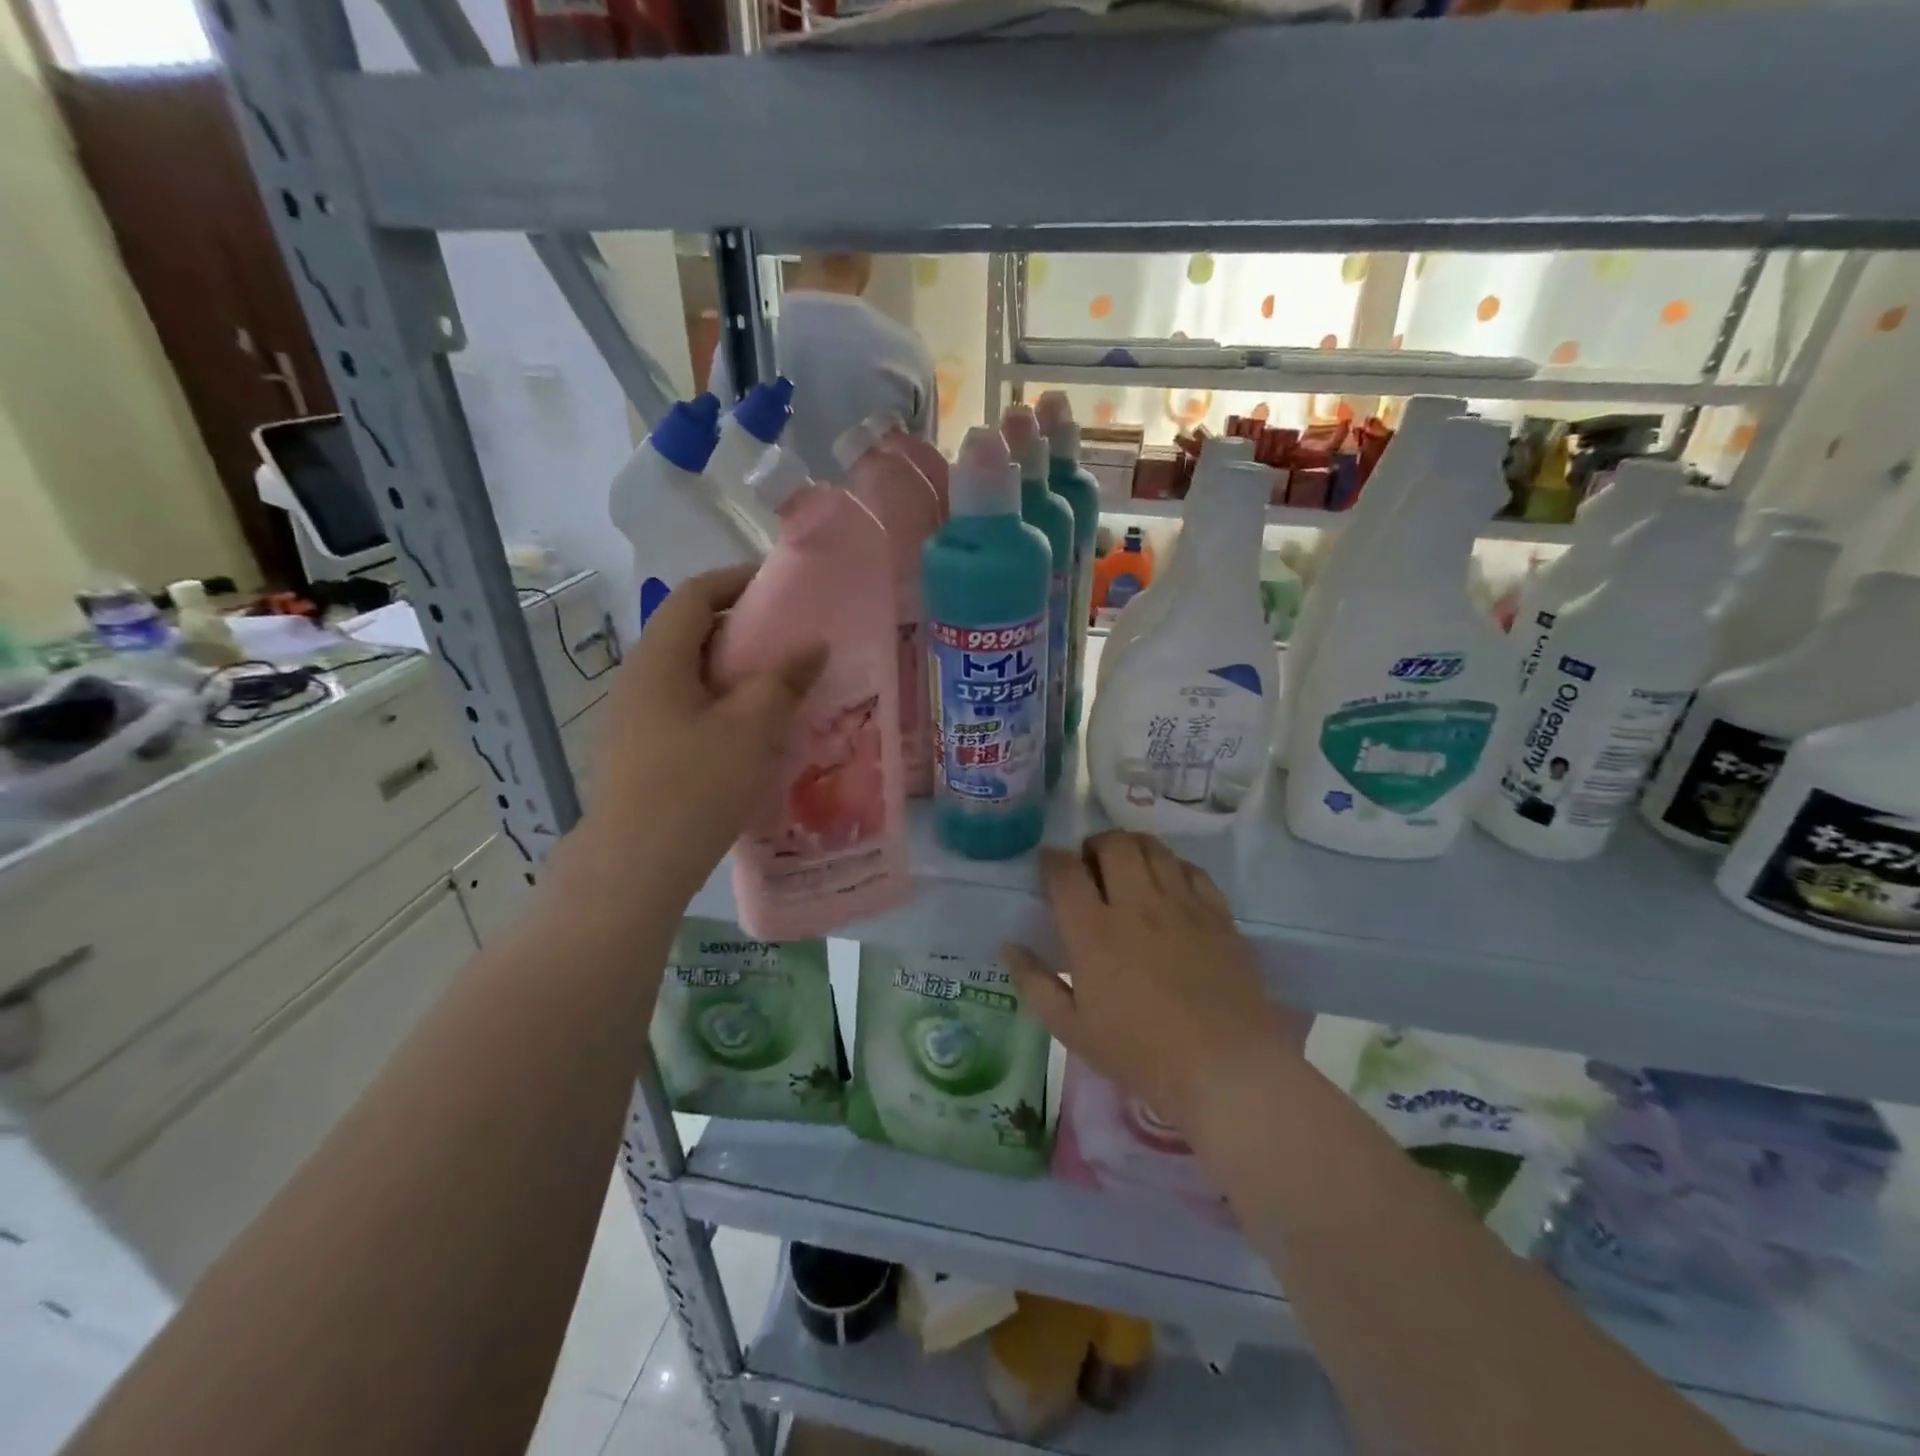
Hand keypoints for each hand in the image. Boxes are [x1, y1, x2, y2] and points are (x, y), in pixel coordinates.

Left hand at [564, 565, 822, 903]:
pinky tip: (752, 735)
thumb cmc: (693, 786)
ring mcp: (634, 719)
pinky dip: (721, 707)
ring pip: (690, 676)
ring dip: (734, 673)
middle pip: (691, 634)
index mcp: (658, 660)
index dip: (736, 581)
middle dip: (742, 630)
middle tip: (792, 642)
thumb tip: (812, 645)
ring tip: (781, 688)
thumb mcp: (749, 728)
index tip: (781, 587)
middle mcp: (638, 680)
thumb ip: (782, 680)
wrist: (634, 868)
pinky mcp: (640, 754)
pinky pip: (685, 710)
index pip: (694, 595)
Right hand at [1001, 831, 1309, 1140]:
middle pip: (1113, 845)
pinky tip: (1168, 885)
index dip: (1051, 859)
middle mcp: (1136, 904)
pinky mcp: (1217, 914)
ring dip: (1132, 847)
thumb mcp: (1073, 1029)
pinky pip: (1191, 869)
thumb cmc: (1141, 1053)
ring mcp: (1181, 904)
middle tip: (1090, 865)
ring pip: (1153, 848)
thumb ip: (1035, 983)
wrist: (1226, 1067)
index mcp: (1094, 931)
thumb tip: (1008, 946)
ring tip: (1127, 866)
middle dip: (1094, 845)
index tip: (1048, 864)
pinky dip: (1172, 866)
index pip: (1065, 872)